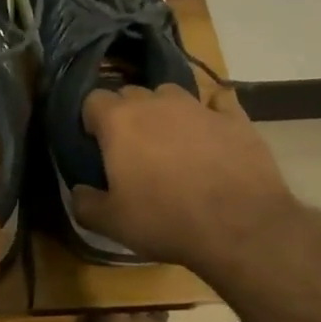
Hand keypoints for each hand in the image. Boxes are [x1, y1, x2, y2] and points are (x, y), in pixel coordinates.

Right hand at [71, 84, 295, 267]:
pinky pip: (218, 102)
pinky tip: (212, 132)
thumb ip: (84, 203)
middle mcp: (156, 103)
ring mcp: (198, 107)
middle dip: (126, 113)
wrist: (241, 228)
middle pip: (130, 93)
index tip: (97, 144)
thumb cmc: (166, 221)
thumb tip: (79, 190)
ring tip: (170, 140)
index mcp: (119, 121)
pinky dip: (211, 113)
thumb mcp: (111, 223)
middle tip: (131, 147)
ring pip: (170, 93)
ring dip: (164, 110)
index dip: (91, 120)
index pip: (93, 100)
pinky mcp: (235, 119)